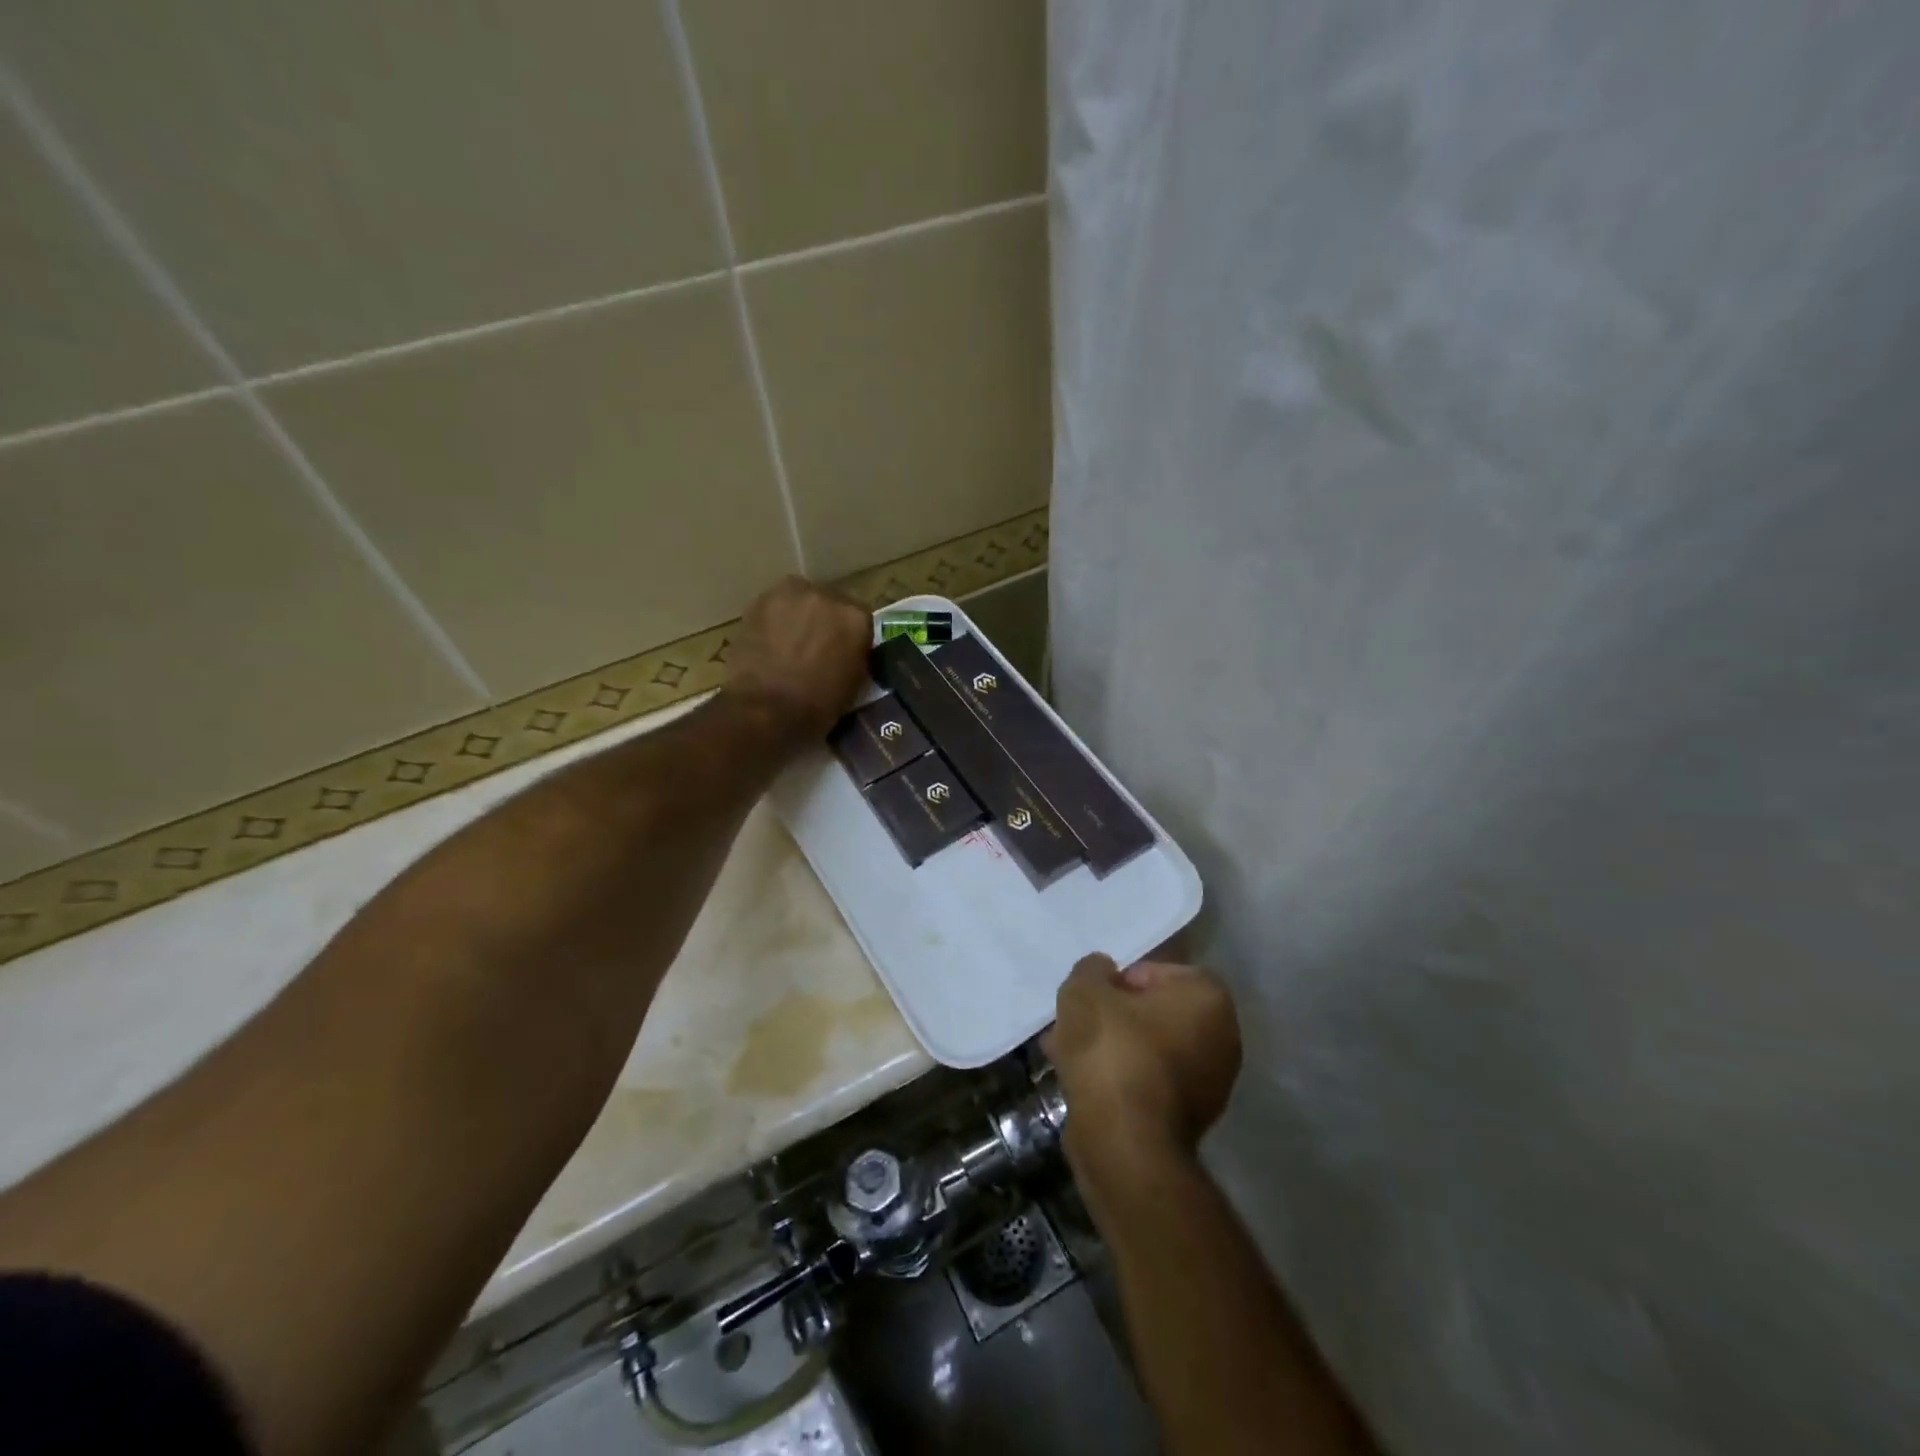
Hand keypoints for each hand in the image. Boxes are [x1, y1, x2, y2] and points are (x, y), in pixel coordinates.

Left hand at [724, 576, 872, 740]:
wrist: (766, 709)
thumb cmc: (817, 707)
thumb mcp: (853, 685)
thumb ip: (854, 657)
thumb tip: (846, 652)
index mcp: (856, 619)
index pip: (859, 619)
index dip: (849, 636)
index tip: (842, 651)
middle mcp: (828, 596)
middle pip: (830, 603)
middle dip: (824, 621)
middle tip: (814, 646)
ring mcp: (791, 594)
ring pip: (800, 599)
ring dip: (798, 615)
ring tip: (789, 642)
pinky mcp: (759, 601)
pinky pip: (774, 606)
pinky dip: (773, 620)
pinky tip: (768, 641)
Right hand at [1045, 954, 1241, 1188]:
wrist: (1125, 1144)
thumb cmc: (1112, 1051)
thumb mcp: (1085, 991)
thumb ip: (1092, 969)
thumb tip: (1102, 971)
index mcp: (1208, 999)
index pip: (1160, 972)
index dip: (1120, 979)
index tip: (1094, 995)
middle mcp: (1221, 1038)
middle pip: (1154, 1013)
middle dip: (1112, 1016)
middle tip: (1076, 1022)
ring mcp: (1209, 1084)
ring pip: (1147, 1049)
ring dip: (1110, 1047)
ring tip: (1065, 1051)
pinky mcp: (1188, 1120)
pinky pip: (1147, 1082)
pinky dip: (1118, 1078)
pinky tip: (1079, 1081)